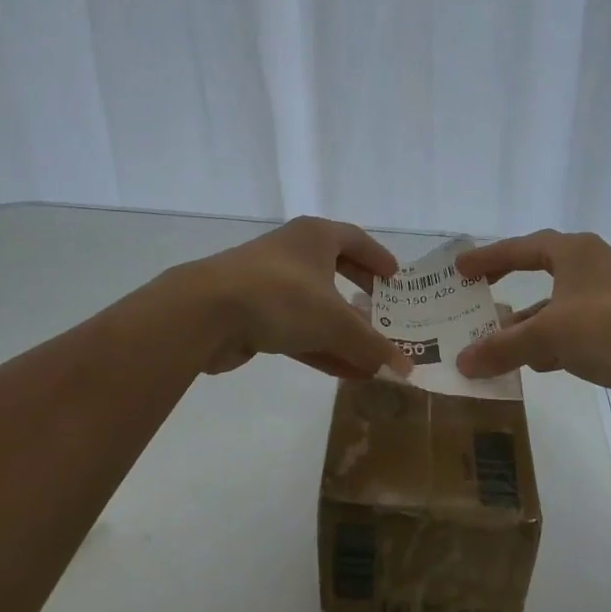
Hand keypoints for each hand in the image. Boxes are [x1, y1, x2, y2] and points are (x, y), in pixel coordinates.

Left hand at [179, 216, 411, 379]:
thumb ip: (372, 345)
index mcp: (316, 237)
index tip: (396, 279)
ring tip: (372, 356)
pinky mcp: (253, 315)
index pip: (356, 240)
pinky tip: (346, 374)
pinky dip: (322, 349)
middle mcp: (293, 253)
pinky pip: (297, 331)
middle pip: (336, 273)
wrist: (205, 312)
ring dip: (344, 333)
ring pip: (316, 308)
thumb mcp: (335, 322)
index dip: (378, 258)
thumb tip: (405, 369)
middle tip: (385, 315)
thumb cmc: (281, 296)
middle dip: (361, 297)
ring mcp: (270, 284)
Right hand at [454, 231, 610, 419]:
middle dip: (505, 288)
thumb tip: (462, 362)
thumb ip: (503, 346)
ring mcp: (604, 304)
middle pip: (536, 274)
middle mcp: (588, 271)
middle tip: (473, 298)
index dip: (488, 257)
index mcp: (574, 253)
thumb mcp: (550, 334)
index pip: (520, 248)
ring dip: (523, 326)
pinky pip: (568, 336)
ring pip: (552, 310)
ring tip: (489, 341)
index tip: (459, 269)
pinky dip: (546, 347)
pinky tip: (527, 366)